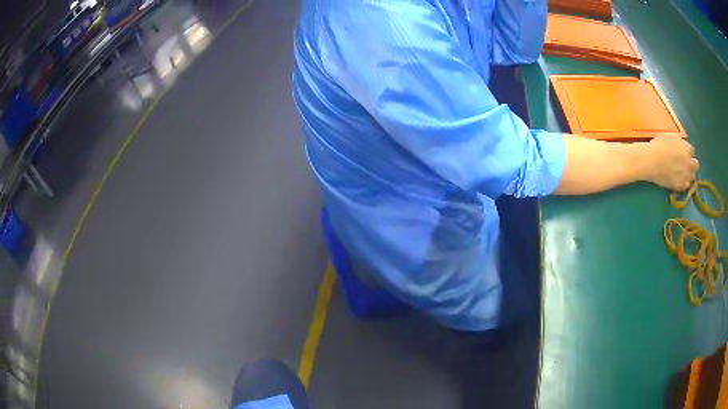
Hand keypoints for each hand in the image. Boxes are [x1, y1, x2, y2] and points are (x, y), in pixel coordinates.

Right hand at [643, 136, 698, 190]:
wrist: (651, 161)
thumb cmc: (659, 146)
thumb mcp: (670, 138)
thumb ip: (679, 144)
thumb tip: (681, 147)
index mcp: (687, 149)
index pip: (692, 151)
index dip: (687, 152)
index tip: (682, 153)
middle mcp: (690, 163)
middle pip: (696, 165)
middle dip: (691, 164)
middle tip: (684, 165)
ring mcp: (686, 176)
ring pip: (692, 177)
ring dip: (688, 175)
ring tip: (681, 174)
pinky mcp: (681, 186)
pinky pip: (686, 186)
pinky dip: (683, 183)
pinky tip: (677, 180)